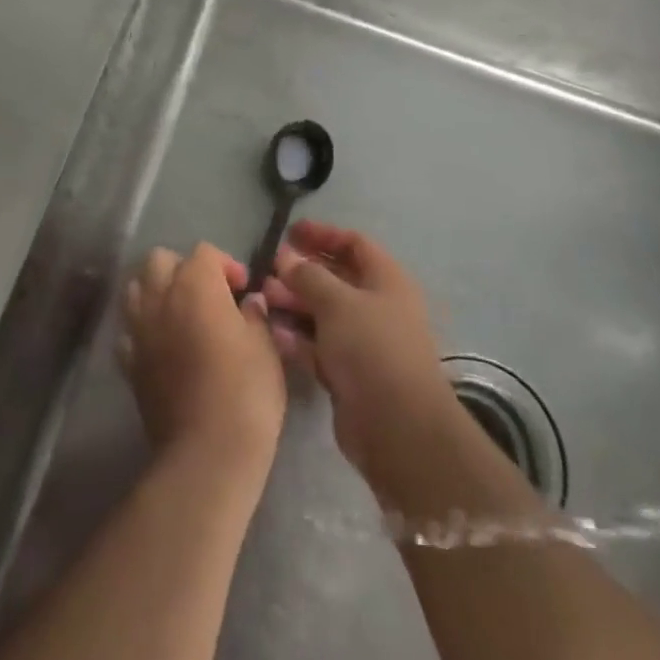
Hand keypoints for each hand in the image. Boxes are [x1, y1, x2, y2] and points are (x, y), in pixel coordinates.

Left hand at [117, 243, 286, 476]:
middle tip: (209, 295)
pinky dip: (143, 330)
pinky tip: (163, 347)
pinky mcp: (129, 363)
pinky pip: (130, 331)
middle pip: (160, 260)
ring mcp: (139, 330)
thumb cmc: (245, 392)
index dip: (225, 265)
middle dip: (183, 269)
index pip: (204, 252)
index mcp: (195, 285)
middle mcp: (160, 298)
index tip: (243, 289)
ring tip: (181, 315)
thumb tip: (250, 303)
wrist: (207, 453)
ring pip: (136, 289)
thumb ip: (255, 316)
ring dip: (157, 292)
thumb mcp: (265, 347)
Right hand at [261, 220, 460, 486]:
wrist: (397, 427)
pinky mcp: (349, 373)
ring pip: (323, 313)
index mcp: (386, 280)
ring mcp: (363, 342)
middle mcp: (377, 306)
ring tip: (262, 298)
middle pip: (336, 278)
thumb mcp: (337, 302)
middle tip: (267, 269)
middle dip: (301, 272)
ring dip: (294, 303)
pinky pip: (318, 346)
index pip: (353, 244)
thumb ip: (308, 276)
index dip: (322, 234)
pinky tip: (271, 331)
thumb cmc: (372, 348)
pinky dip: (297, 337)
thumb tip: (287, 258)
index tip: (289, 232)